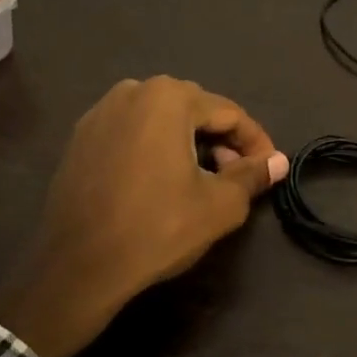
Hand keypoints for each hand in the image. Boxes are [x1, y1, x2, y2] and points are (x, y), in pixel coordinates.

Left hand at [0, 77, 287, 356]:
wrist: (79, 265)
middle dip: (221, 140)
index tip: (270, 170)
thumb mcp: (219, 205)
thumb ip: (252, 175)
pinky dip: (155, 149)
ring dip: (189, 142)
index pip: (229, 113)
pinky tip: (161, 181)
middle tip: (236, 176)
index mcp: (168, 97)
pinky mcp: (80, 138)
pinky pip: (132, 133)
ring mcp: (99, 112)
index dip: (256, 142)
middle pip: (195, 110)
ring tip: (202, 179)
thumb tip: (278, 162)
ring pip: (161, 120)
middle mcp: (132, 91)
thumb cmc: (157, 228)